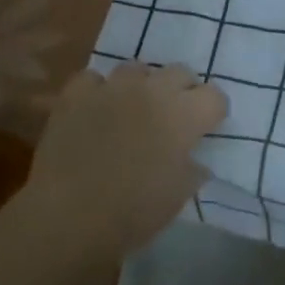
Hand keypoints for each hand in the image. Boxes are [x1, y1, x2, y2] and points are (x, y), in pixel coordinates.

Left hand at [23, 63, 226, 259]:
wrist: (69, 216)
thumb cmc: (133, 212)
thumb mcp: (178, 197)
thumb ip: (192, 170)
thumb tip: (195, 161)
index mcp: (183, 116)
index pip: (215, 96)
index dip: (213, 112)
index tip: (206, 128)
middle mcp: (152, 91)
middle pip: (179, 72)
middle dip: (182, 91)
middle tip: (172, 118)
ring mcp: (111, 88)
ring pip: (136, 69)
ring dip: (141, 86)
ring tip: (133, 110)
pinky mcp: (75, 94)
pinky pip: (93, 79)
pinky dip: (98, 92)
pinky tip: (94, 111)